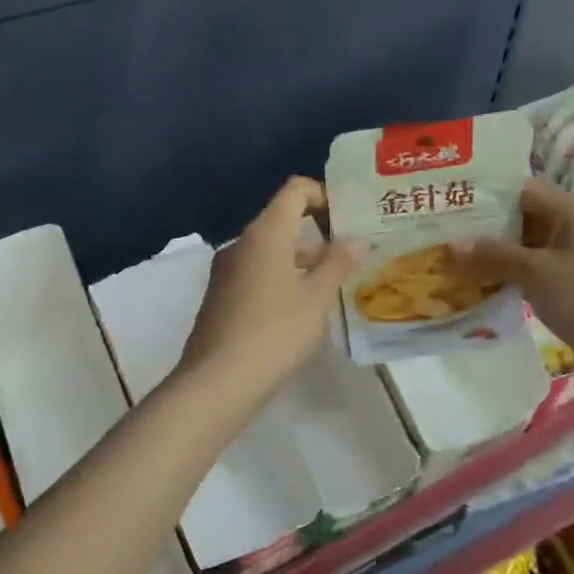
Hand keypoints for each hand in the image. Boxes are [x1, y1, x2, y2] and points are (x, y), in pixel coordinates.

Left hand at [176, 177, 357, 410]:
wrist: (217, 382)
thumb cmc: (275, 333)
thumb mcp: (317, 298)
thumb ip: (338, 263)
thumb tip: (356, 239)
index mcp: (265, 234)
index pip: (295, 190)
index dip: (324, 195)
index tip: (348, 220)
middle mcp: (242, 243)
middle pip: (282, 221)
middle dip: (318, 234)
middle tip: (351, 256)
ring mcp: (226, 271)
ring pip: (270, 251)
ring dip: (302, 261)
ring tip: (333, 287)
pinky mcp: (220, 297)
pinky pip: (256, 273)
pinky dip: (282, 279)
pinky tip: (301, 310)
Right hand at [455, 177, 573, 353]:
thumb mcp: (533, 271)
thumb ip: (491, 254)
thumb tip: (451, 245)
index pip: (520, 189)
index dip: (485, 197)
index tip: (451, 205)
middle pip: (525, 215)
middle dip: (487, 228)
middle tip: (447, 235)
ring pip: (531, 243)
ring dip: (500, 252)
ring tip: (459, 259)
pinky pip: (540, 266)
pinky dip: (515, 271)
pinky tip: (487, 281)